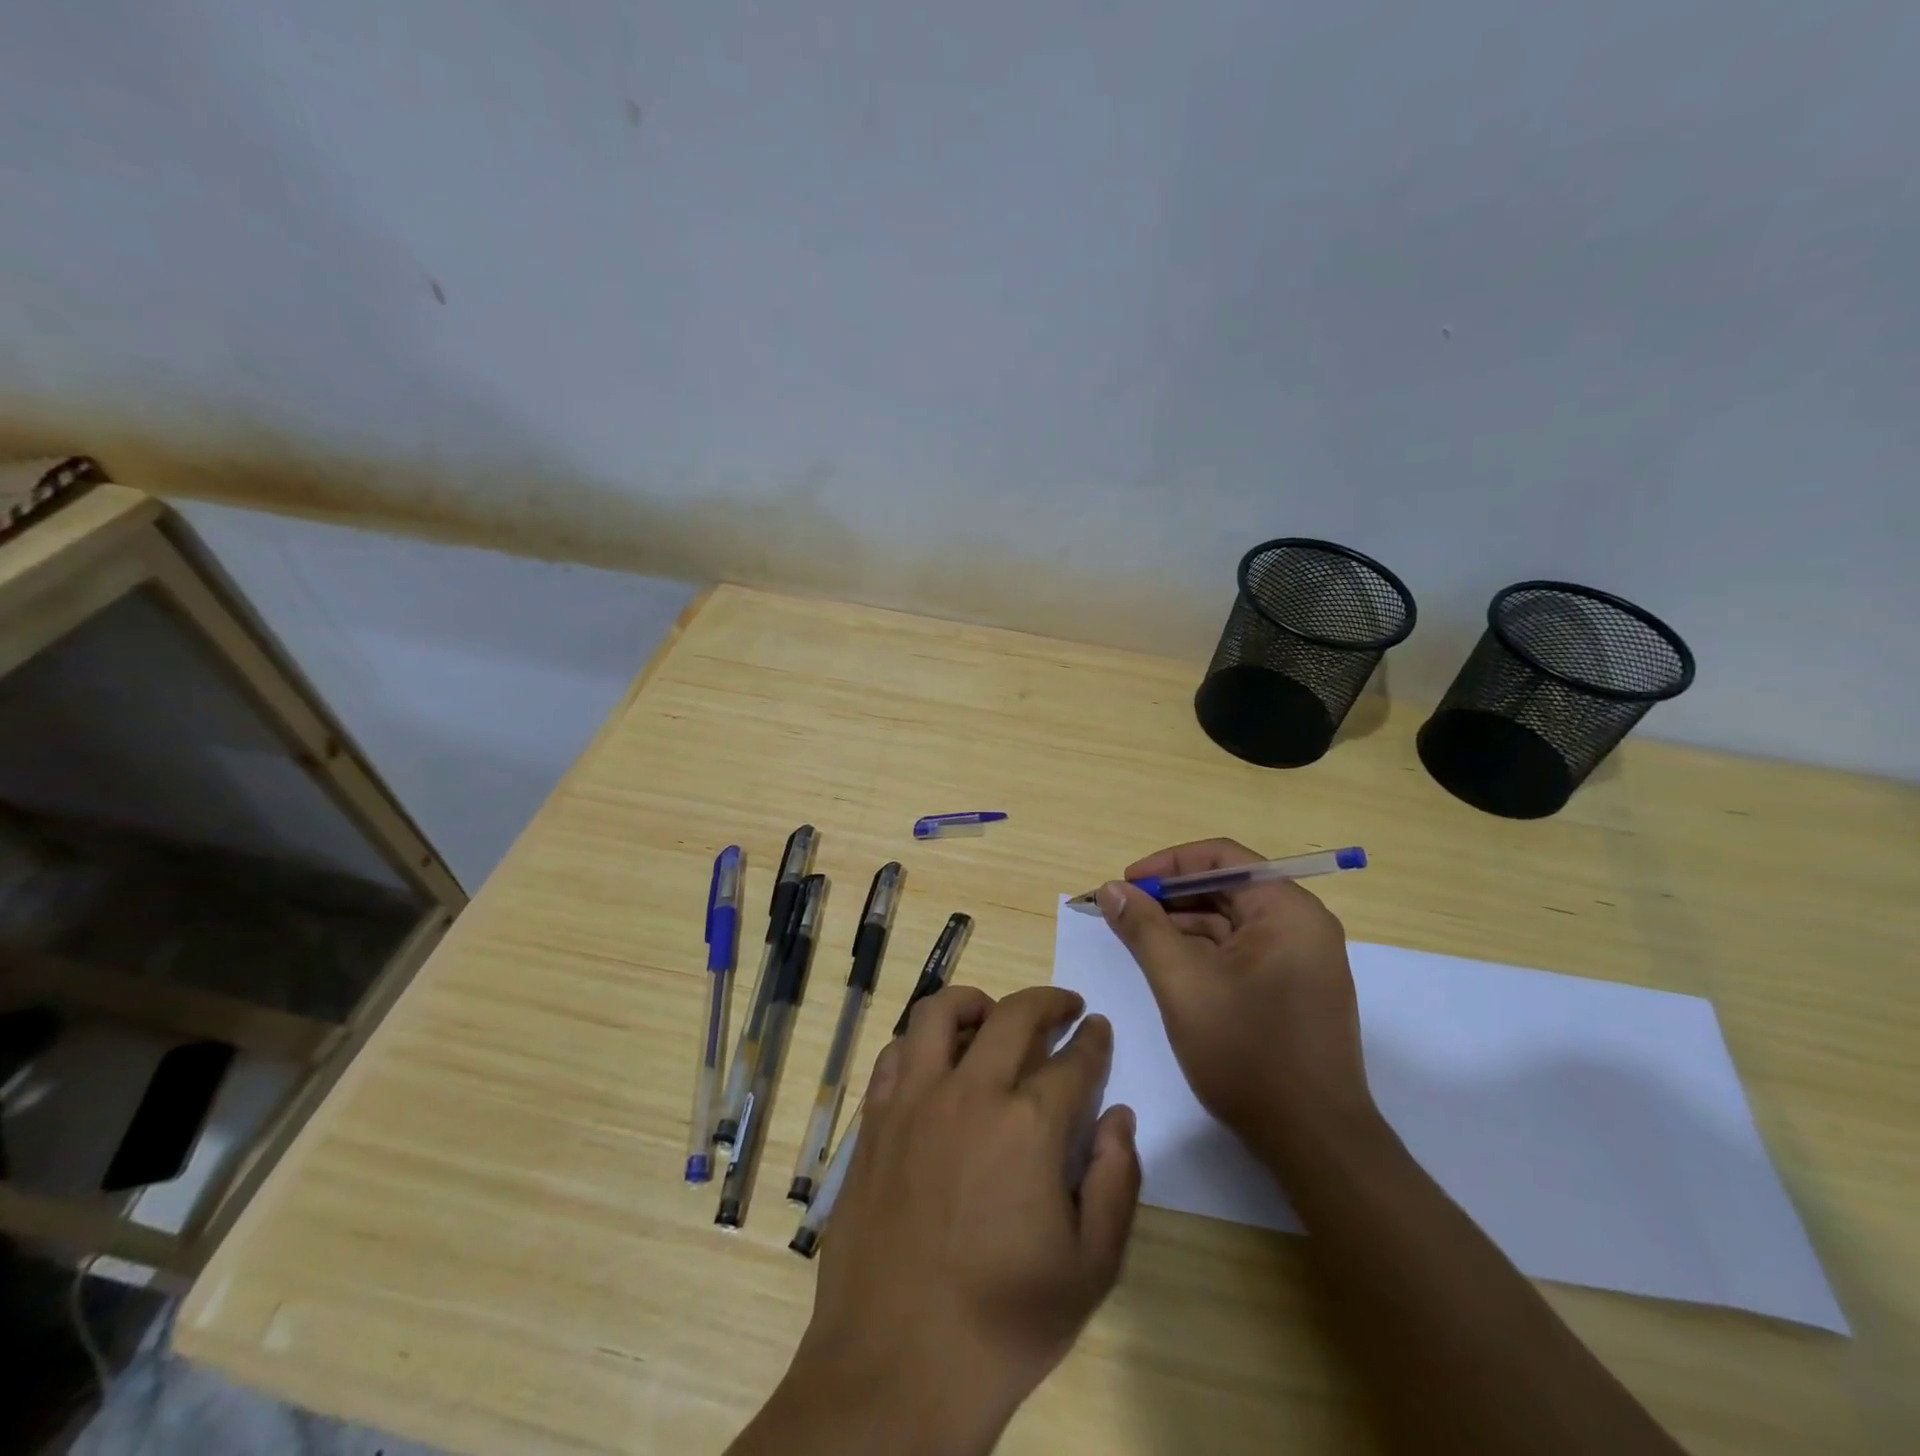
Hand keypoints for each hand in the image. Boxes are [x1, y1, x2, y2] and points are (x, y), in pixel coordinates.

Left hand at [781, 985, 1139, 1453]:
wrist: (896, 1366)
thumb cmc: (1003, 1322)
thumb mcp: (1090, 1269)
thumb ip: (1116, 1182)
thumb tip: (1118, 1116)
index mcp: (1029, 1125)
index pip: (1074, 1060)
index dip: (1093, 1040)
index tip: (1098, 1027)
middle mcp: (970, 1093)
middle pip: (1014, 1015)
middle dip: (1048, 1001)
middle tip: (1064, 1007)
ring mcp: (914, 1100)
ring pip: (941, 1012)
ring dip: (976, 1002)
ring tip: (993, 1016)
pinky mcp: (874, 1119)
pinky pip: (895, 1052)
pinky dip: (921, 1042)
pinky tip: (935, 1061)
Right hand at [1097, 839, 1378, 1164]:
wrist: (1315, 1143)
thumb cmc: (1248, 1054)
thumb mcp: (1182, 984)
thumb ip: (1144, 928)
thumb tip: (1112, 888)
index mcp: (1287, 910)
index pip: (1221, 858)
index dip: (1167, 865)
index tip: (1126, 884)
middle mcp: (1302, 924)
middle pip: (1226, 888)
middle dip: (1171, 897)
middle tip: (1123, 913)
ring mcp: (1301, 958)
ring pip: (1231, 921)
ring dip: (1183, 925)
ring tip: (1136, 939)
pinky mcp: (1294, 988)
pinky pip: (1242, 951)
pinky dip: (1204, 951)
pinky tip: (1168, 966)